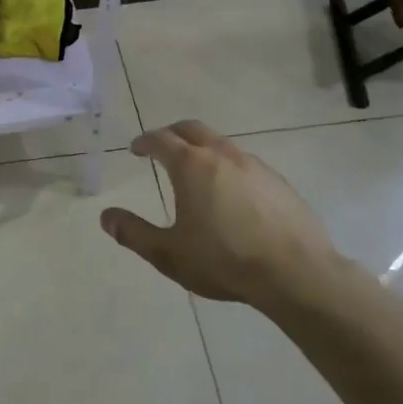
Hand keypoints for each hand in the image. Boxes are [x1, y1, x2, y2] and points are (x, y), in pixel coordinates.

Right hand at [100, 121, 364, 314]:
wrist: (296, 273)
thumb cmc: (224, 261)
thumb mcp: (169, 254)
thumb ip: (134, 233)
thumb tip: (106, 217)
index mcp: (191, 166)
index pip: (161, 140)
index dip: (145, 142)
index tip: (136, 149)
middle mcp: (222, 156)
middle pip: (192, 130)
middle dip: (173, 134)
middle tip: (163, 147)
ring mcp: (255, 166)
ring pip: (222, 144)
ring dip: (203, 149)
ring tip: (197, 171)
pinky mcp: (279, 182)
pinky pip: (246, 164)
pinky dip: (229, 167)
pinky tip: (232, 194)